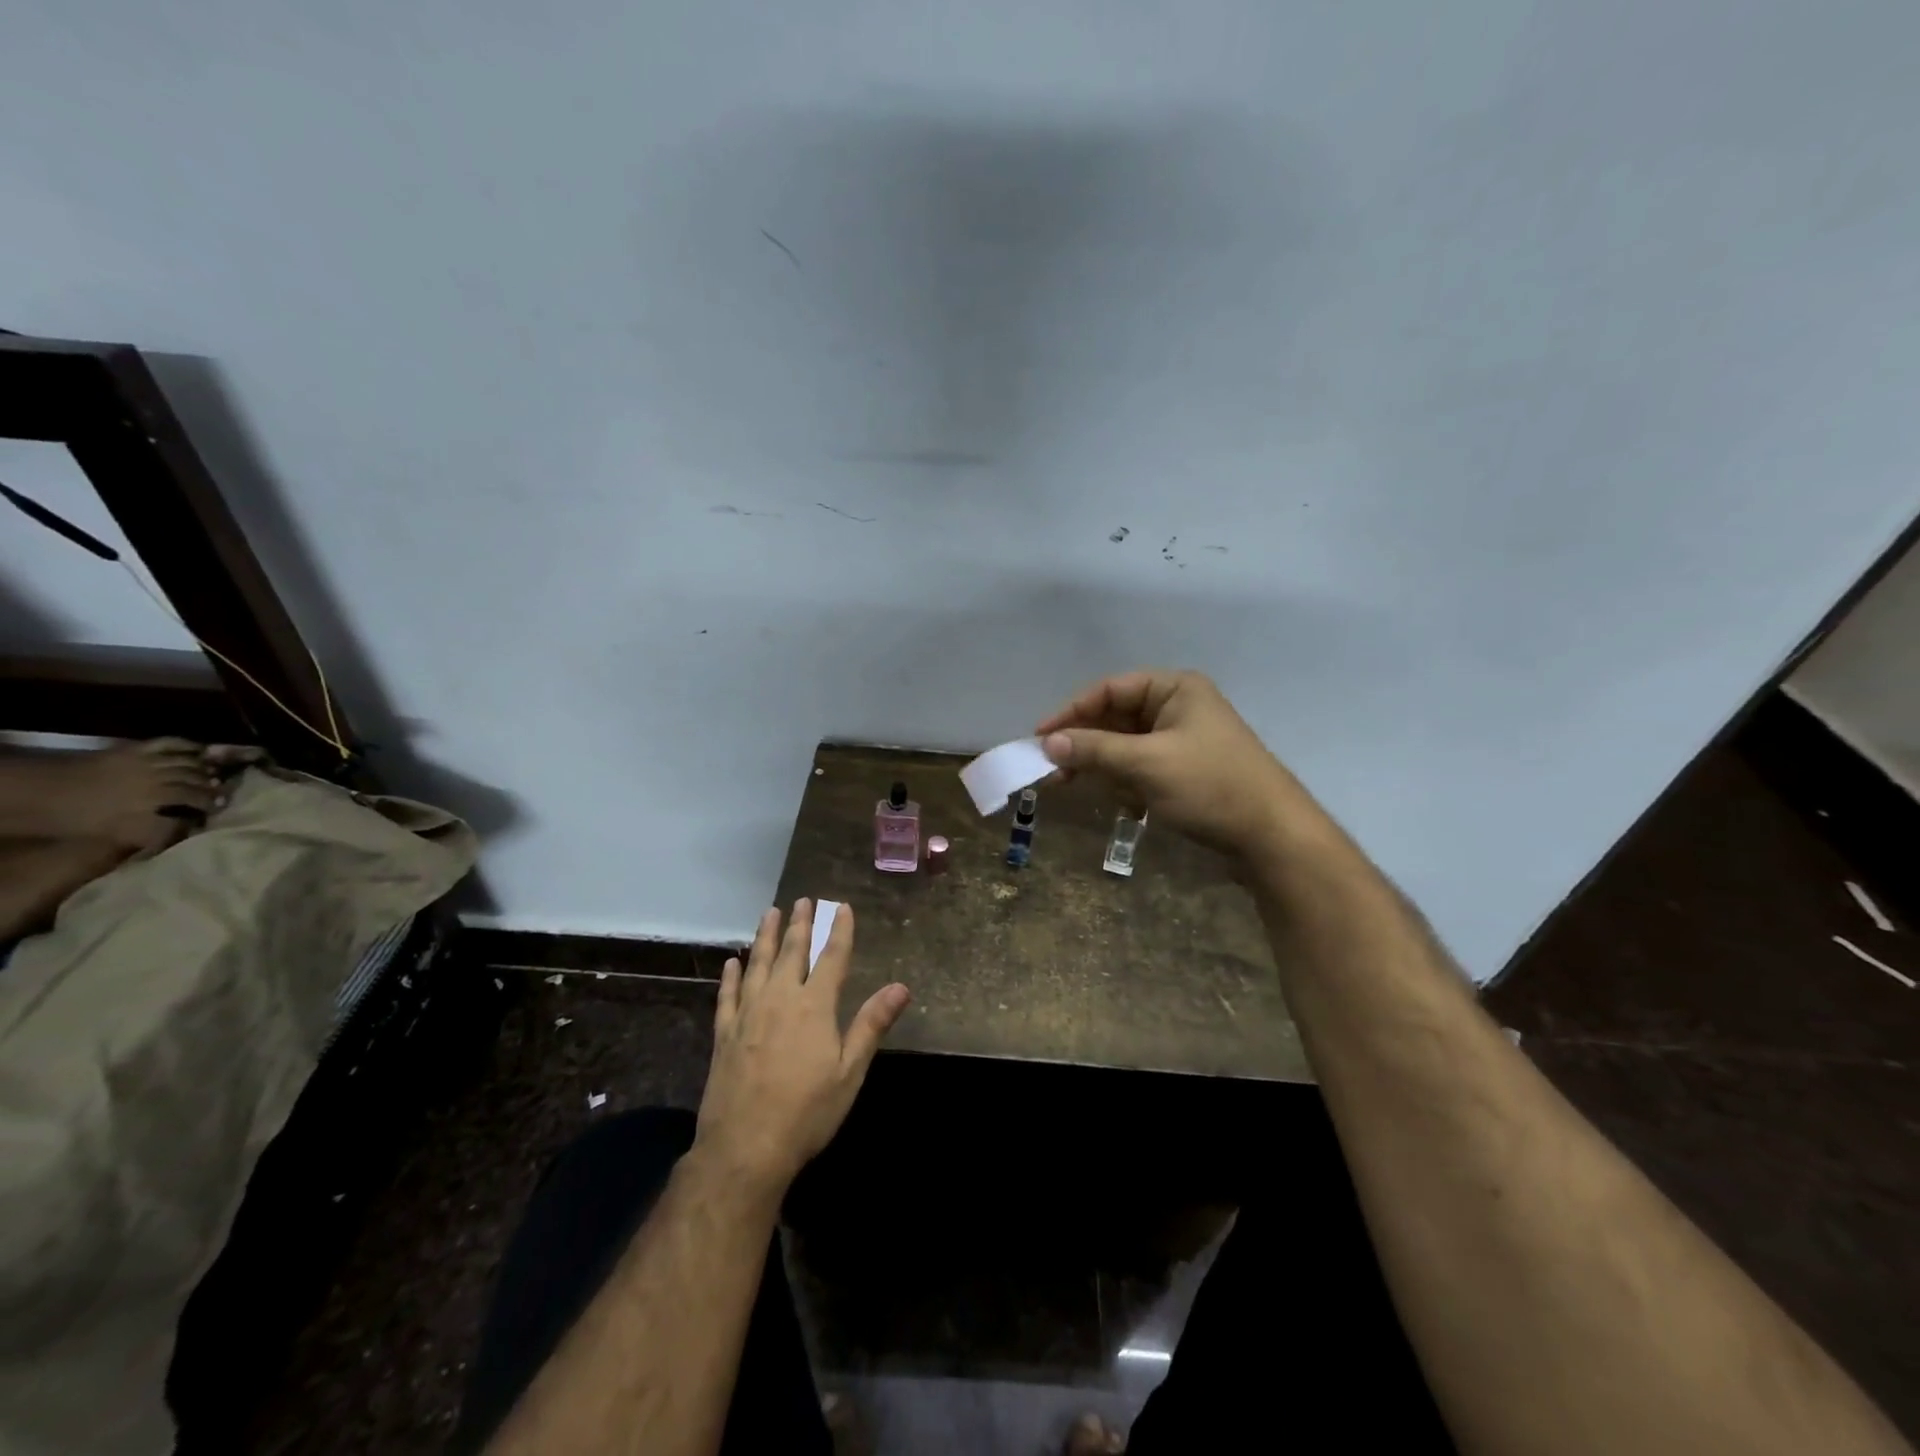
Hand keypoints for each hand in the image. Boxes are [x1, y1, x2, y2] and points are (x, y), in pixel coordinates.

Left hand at [51, 738, 226, 858]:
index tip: (220, 811)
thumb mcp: (117, 834)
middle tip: (223, 794)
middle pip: (195, 781)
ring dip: (204, 769)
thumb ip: (156, 832)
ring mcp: (146, 761)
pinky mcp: (135, 750)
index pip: (194, 802)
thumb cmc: (78, 819)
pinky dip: (188, 746)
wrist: (41, 793)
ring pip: (188, 763)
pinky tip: (200, 750)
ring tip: (214, 775)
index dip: (210, 805)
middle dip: (212, 789)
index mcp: (153, 801)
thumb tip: (189, 829)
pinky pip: (170, 743)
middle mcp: (156, 779)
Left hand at [694, 899, 910, 1195]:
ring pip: (757, 964)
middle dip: (800, 924)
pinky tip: (731, 962)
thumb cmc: (807, 1111)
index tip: (842, 906)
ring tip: (769, 913)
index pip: (832, 958)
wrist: (745, 1148)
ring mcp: (748, 1014)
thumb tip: (901, 987)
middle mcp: (780, 999)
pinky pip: (728, 995)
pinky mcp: (724, 1034)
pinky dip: (731, 976)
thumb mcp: (850, 1071)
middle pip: (791, 952)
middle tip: (803, 900)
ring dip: (764, 937)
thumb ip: (872, 1024)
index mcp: (814, 1006)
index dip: (840, 931)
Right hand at [1037, 669, 1328, 862]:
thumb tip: (1047, 742)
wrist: (1272, 836)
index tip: (1040, 738)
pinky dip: (1126, 784)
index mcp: (1174, 689)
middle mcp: (1177, 708)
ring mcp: (1181, 741)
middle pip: (1115, 718)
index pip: (1109, 690)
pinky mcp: (1184, 772)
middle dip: (1085, 744)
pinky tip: (1127, 807)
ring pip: (1124, 747)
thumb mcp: (1147, 763)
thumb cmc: (1210, 785)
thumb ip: (1094, 749)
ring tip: (1073, 788)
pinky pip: (1140, 769)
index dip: (1071, 712)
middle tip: (1050, 768)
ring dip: (1102, 768)